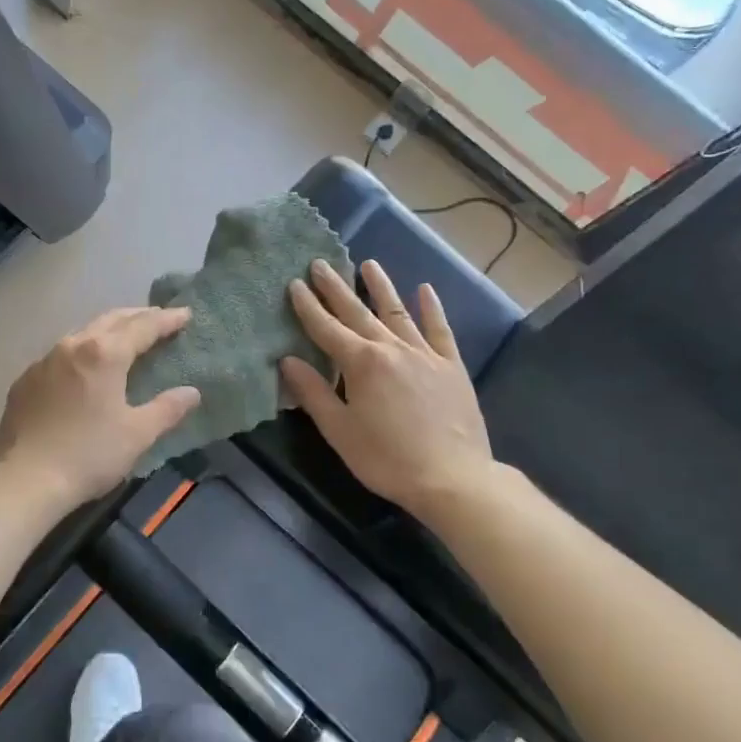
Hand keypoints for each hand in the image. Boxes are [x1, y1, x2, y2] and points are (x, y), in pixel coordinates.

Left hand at [0, 308, 201, 510]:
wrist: (25, 480)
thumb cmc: (89, 454)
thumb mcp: (138, 434)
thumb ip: (167, 409)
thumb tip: (192, 392)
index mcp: (104, 353)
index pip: (143, 326)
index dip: (166, 320)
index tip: (185, 314)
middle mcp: (72, 346)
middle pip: (110, 320)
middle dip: (137, 316)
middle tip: (158, 318)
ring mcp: (43, 361)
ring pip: (81, 334)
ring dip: (106, 331)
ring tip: (122, 339)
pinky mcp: (24, 381)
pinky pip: (58, 356)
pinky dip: (79, 353)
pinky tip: (82, 369)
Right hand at [281, 259, 494, 515]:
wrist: (453, 478)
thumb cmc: (386, 458)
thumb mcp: (339, 431)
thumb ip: (313, 392)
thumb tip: (287, 360)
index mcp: (361, 363)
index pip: (326, 328)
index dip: (308, 306)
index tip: (295, 283)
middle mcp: (392, 348)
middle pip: (358, 312)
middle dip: (336, 288)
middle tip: (321, 263)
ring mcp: (425, 354)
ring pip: (398, 312)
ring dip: (381, 287)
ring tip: (369, 264)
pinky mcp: (451, 366)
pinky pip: (439, 330)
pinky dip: (431, 309)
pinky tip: (425, 290)